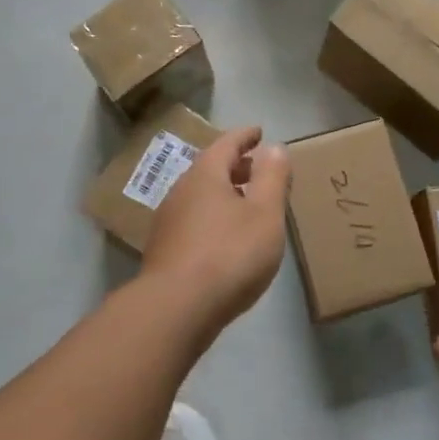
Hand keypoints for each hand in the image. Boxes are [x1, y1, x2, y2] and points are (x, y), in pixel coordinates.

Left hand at [142, 126, 290, 336]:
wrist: (177, 307)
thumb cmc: (229, 254)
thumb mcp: (264, 214)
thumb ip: (272, 178)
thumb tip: (274, 147)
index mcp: (205, 175)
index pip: (226, 144)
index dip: (245, 136)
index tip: (259, 132)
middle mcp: (181, 191)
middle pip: (210, 169)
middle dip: (235, 166)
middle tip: (257, 168)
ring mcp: (168, 222)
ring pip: (200, 197)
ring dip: (223, 194)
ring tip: (245, 203)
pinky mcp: (164, 251)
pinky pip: (193, 221)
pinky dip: (212, 218)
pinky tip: (225, 238)